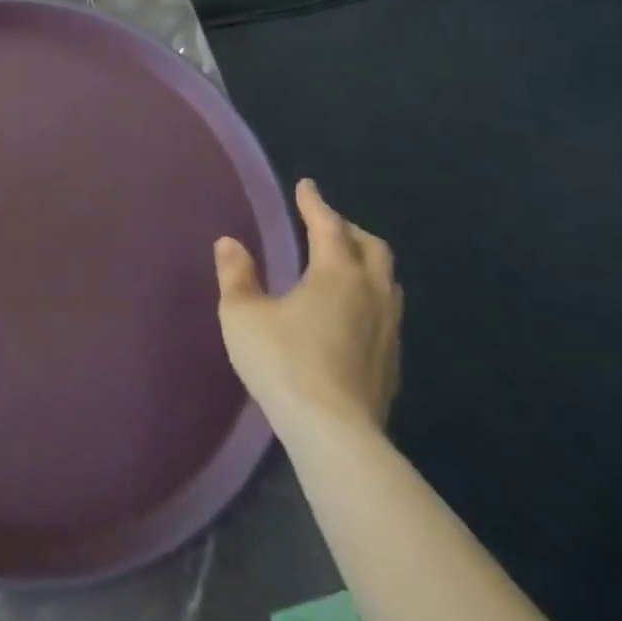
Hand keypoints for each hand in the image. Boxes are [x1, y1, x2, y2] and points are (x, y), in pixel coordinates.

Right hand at [214, 179, 401, 442]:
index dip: (315, 203)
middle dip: (348, 229)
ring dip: (365, 262)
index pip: (329, 225)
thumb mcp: (243, 314)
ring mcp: (388, 330)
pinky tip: (350, 312)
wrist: (334, 434)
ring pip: (386, 280)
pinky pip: (386, 311)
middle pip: (372, 248)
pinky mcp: (392, 362)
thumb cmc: (283, 362)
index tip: (306, 186)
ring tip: (342, 263)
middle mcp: (371, 293)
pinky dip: (369, 295)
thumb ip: (236, 275)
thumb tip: (229, 242)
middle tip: (325, 223)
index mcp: (337, 274)